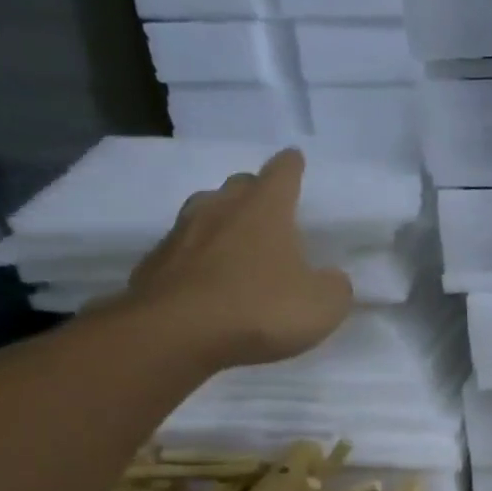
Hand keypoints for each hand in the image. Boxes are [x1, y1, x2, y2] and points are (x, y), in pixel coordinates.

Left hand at [121, 148, 353, 367]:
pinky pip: (184, 250)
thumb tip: (331, 278)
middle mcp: (221, 209)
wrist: (177, 333)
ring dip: (222, 220)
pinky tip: (207, 276)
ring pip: (206, 212)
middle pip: (239, 187)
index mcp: (265, 210)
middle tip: (267, 204)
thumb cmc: (260, 309)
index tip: (295, 157)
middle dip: (255, 191)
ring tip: (235, 238)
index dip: (291, 166)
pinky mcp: (156, 263)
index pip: (282, 174)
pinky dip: (198, 256)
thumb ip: (334, 287)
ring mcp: (182, 234)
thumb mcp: (322, 306)